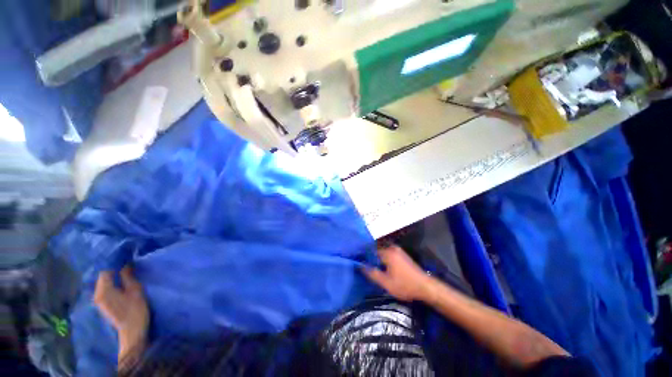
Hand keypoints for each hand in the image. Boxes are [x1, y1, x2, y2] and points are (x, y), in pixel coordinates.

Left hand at [94, 266, 148, 360]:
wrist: (132, 331)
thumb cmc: (135, 309)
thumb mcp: (135, 290)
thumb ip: (128, 276)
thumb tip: (126, 264)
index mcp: (103, 290)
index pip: (105, 271)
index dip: (115, 264)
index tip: (126, 259)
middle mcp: (97, 294)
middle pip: (103, 277)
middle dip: (113, 270)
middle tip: (127, 265)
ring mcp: (99, 301)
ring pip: (104, 283)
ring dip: (112, 278)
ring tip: (124, 273)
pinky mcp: (103, 305)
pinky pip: (105, 290)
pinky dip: (111, 284)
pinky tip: (120, 284)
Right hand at [362, 245, 434, 301]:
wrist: (426, 287)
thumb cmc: (405, 285)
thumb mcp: (386, 283)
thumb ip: (372, 273)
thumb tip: (360, 265)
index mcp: (387, 252)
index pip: (370, 250)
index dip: (363, 256)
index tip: (357, 262)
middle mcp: (392, 248)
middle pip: (376, 250)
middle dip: (370, 257)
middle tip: (363, 266)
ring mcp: (398, 251)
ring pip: (382, 253)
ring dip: (377, 259)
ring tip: (371, 268)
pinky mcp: (402, 255)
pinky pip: (388, 254)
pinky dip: (383, 259)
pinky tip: (382, 268)